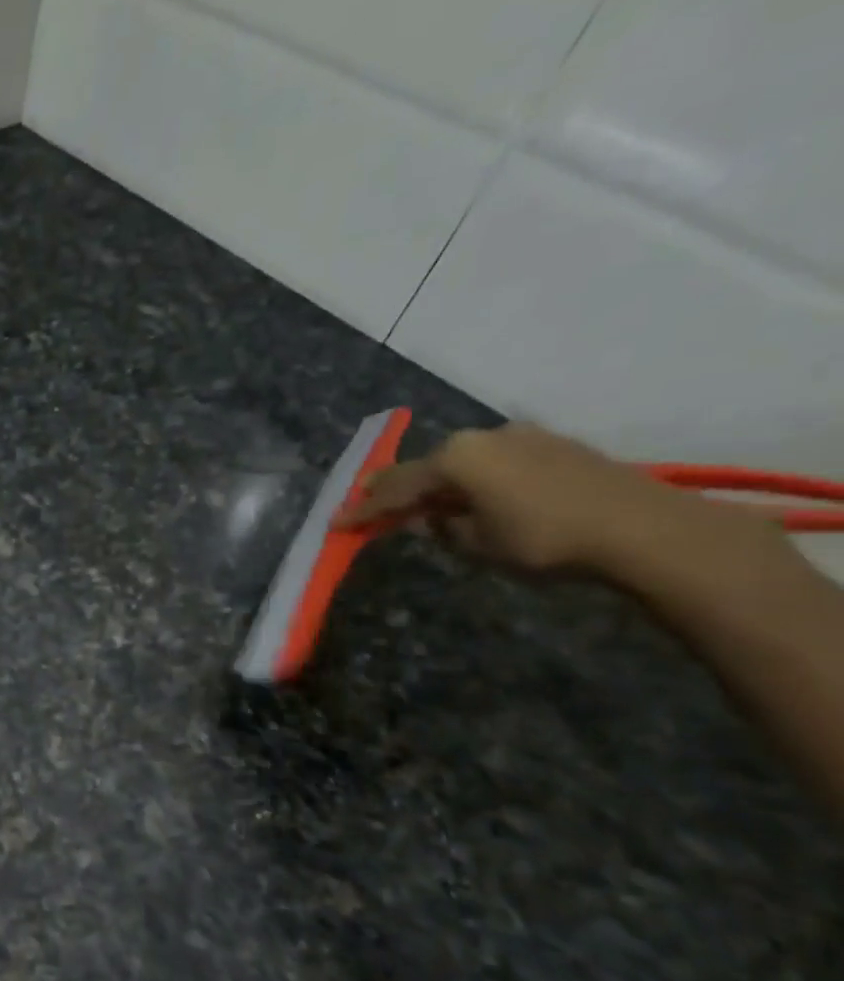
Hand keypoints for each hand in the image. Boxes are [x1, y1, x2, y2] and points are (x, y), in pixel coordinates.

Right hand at [333, 422, 729, 573]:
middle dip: (396, 486)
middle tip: (368, 499)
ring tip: (421, 501)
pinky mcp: (554, 446)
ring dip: (439, 481)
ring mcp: (522, 437)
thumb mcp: (477, 543)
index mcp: (455, 458)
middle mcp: (482, 437)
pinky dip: (474, 478)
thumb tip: (429, 519)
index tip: (336, 524)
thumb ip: (443, 528)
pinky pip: (494, 461)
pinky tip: (473, 494)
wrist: (643, 529)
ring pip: (462, 461)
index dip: (364, 509)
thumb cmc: (543, 539)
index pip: (396, 488)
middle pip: (427, 465)